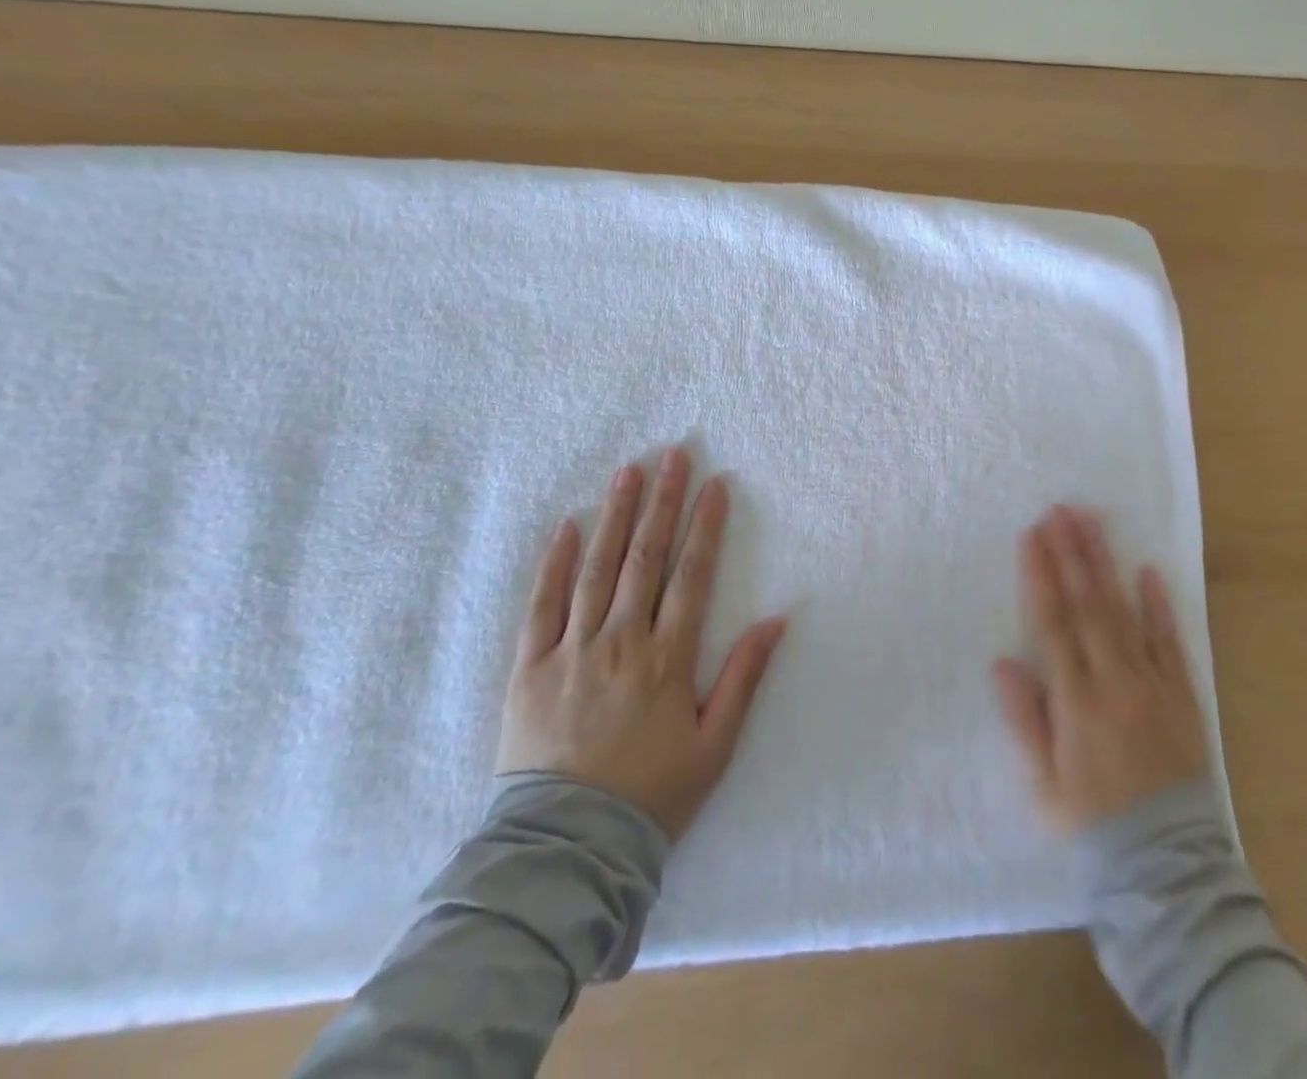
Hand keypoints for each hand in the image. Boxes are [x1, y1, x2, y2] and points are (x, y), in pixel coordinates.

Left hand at [495, 447, 785, 840]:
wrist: (565, 850)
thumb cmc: (652, 795)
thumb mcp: (715, 745)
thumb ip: (744, 678)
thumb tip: (777, 620)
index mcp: (667, 659)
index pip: (692, 575)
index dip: (705, 526)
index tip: (715, 484)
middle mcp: (620, 642)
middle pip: (645, 558)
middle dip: (662, 502)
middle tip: (672, 455)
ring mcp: (571, 651)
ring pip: (597, 569)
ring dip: (614, 516)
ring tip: (628, 472)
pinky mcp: (529, 669)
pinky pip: (542, 605)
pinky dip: (555, 563)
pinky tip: (567, 526)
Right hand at [993, 506, 1208, 833]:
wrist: (1166, 863)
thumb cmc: (1093, 822)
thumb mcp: (1044, 783)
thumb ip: (1025, 720)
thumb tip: (1003, 663)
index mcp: (1076, 701)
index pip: (1053, 624)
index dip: (1041, 576)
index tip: (1032, 535)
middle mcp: (1114, 681)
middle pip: (1088, 605)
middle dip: (1072, 553)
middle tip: (1062, 509)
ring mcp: (1151, 684)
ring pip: (1125, 612)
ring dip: (1106, 564)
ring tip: (1093, 523)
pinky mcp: (1181, 694)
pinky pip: (1170, 642)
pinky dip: (1159, 605)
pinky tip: (1149, 570)